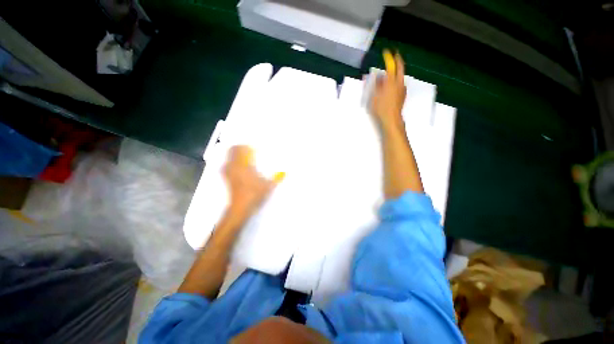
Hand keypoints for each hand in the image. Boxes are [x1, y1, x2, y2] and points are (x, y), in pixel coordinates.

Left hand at [223, 146, 276, 217]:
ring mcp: (228, 172)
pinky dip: (232, 162)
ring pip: (229, 157)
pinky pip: (227, 165)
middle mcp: (234, 166)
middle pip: (233, 150)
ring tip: (244, 157)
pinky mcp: (226, 178)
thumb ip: (277, 178)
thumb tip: (285, 172)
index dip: (247, 146)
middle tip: (249, 150)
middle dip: (240, 147)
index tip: (254, 147)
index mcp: (244, 165)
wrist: (240, 208)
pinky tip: (239, 167)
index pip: (242, 149)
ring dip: (235, 154)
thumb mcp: (268, 186)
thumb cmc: (254, 195)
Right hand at [370, 51, 405, 128]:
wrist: (391, 119)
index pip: (393, 66)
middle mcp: (399, 83)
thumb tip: (379, 75)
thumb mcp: (375, 95)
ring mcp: (402, 90)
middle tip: (395, 56)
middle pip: (400, 69)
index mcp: (392, 82)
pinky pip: (400, 84)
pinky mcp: (403, 95)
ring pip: (400, 77)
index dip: (390, 58)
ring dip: (397, 72)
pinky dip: (396, 81)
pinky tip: (392, 85)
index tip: (387, 52)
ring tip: (391, 72)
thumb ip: (377, 84)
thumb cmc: (381, 107)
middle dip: (398, 61)